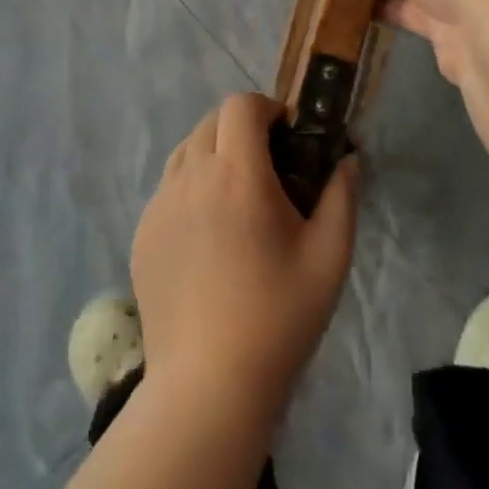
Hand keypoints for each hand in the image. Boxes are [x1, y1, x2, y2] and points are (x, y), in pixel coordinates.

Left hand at [131, 94, 357, 421]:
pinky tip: (209, 235)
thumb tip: (347, 159)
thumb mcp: (330, 256)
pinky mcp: (142, 234)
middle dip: (242, 129)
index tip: (288, 137)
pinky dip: (190, 188)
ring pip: (184, 152)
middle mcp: (190, 178)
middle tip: (269, 169)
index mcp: (237, 175)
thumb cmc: (279, 316)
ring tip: (237, 198)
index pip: (240, 106)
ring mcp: (158, 206)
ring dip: (213, 154)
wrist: (208, 382)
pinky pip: (167, 188)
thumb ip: (341, 196)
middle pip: (210, 122)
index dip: (267, 108)